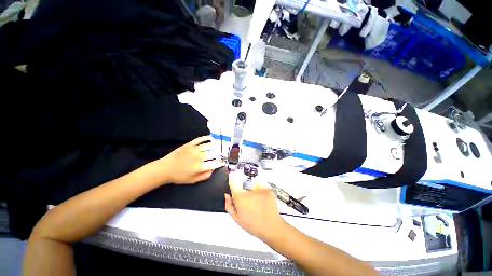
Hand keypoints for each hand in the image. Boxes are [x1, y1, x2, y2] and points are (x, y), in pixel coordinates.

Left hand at [152, 135, 223, 184]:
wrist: (165, 169)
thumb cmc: (180, 176)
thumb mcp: (193, 180)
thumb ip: (205, 175)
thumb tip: (213, 169)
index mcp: (201, 166)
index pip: (216, 163)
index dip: (221, 162)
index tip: (224, 162)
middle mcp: (200, 156)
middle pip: (214, 153)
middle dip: (221, 153)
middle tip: (223, 153)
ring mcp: (195, 149)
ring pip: (209, 145)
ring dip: (216, 145)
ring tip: (220, 145)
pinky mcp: (190, 144)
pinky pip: (201, 139)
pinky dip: (207, 138)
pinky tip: (211, 138)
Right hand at [224, 172, 285, 241]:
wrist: (271, 227)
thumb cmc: (254, 225)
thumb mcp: (237, 218)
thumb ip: (229, 205)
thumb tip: (227, 196)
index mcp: (240, 197)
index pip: (233, 182)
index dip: (232, 180)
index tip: (232, 178)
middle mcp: (249, 191)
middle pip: (243, 187)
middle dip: (244, 192)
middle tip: (248, 203)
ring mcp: (259, 189)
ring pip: (253, 188)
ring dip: (253, 193)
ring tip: (257, 204)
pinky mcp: (267, 189)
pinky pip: (261, 189)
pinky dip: (261, 194)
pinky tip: (262, 203)